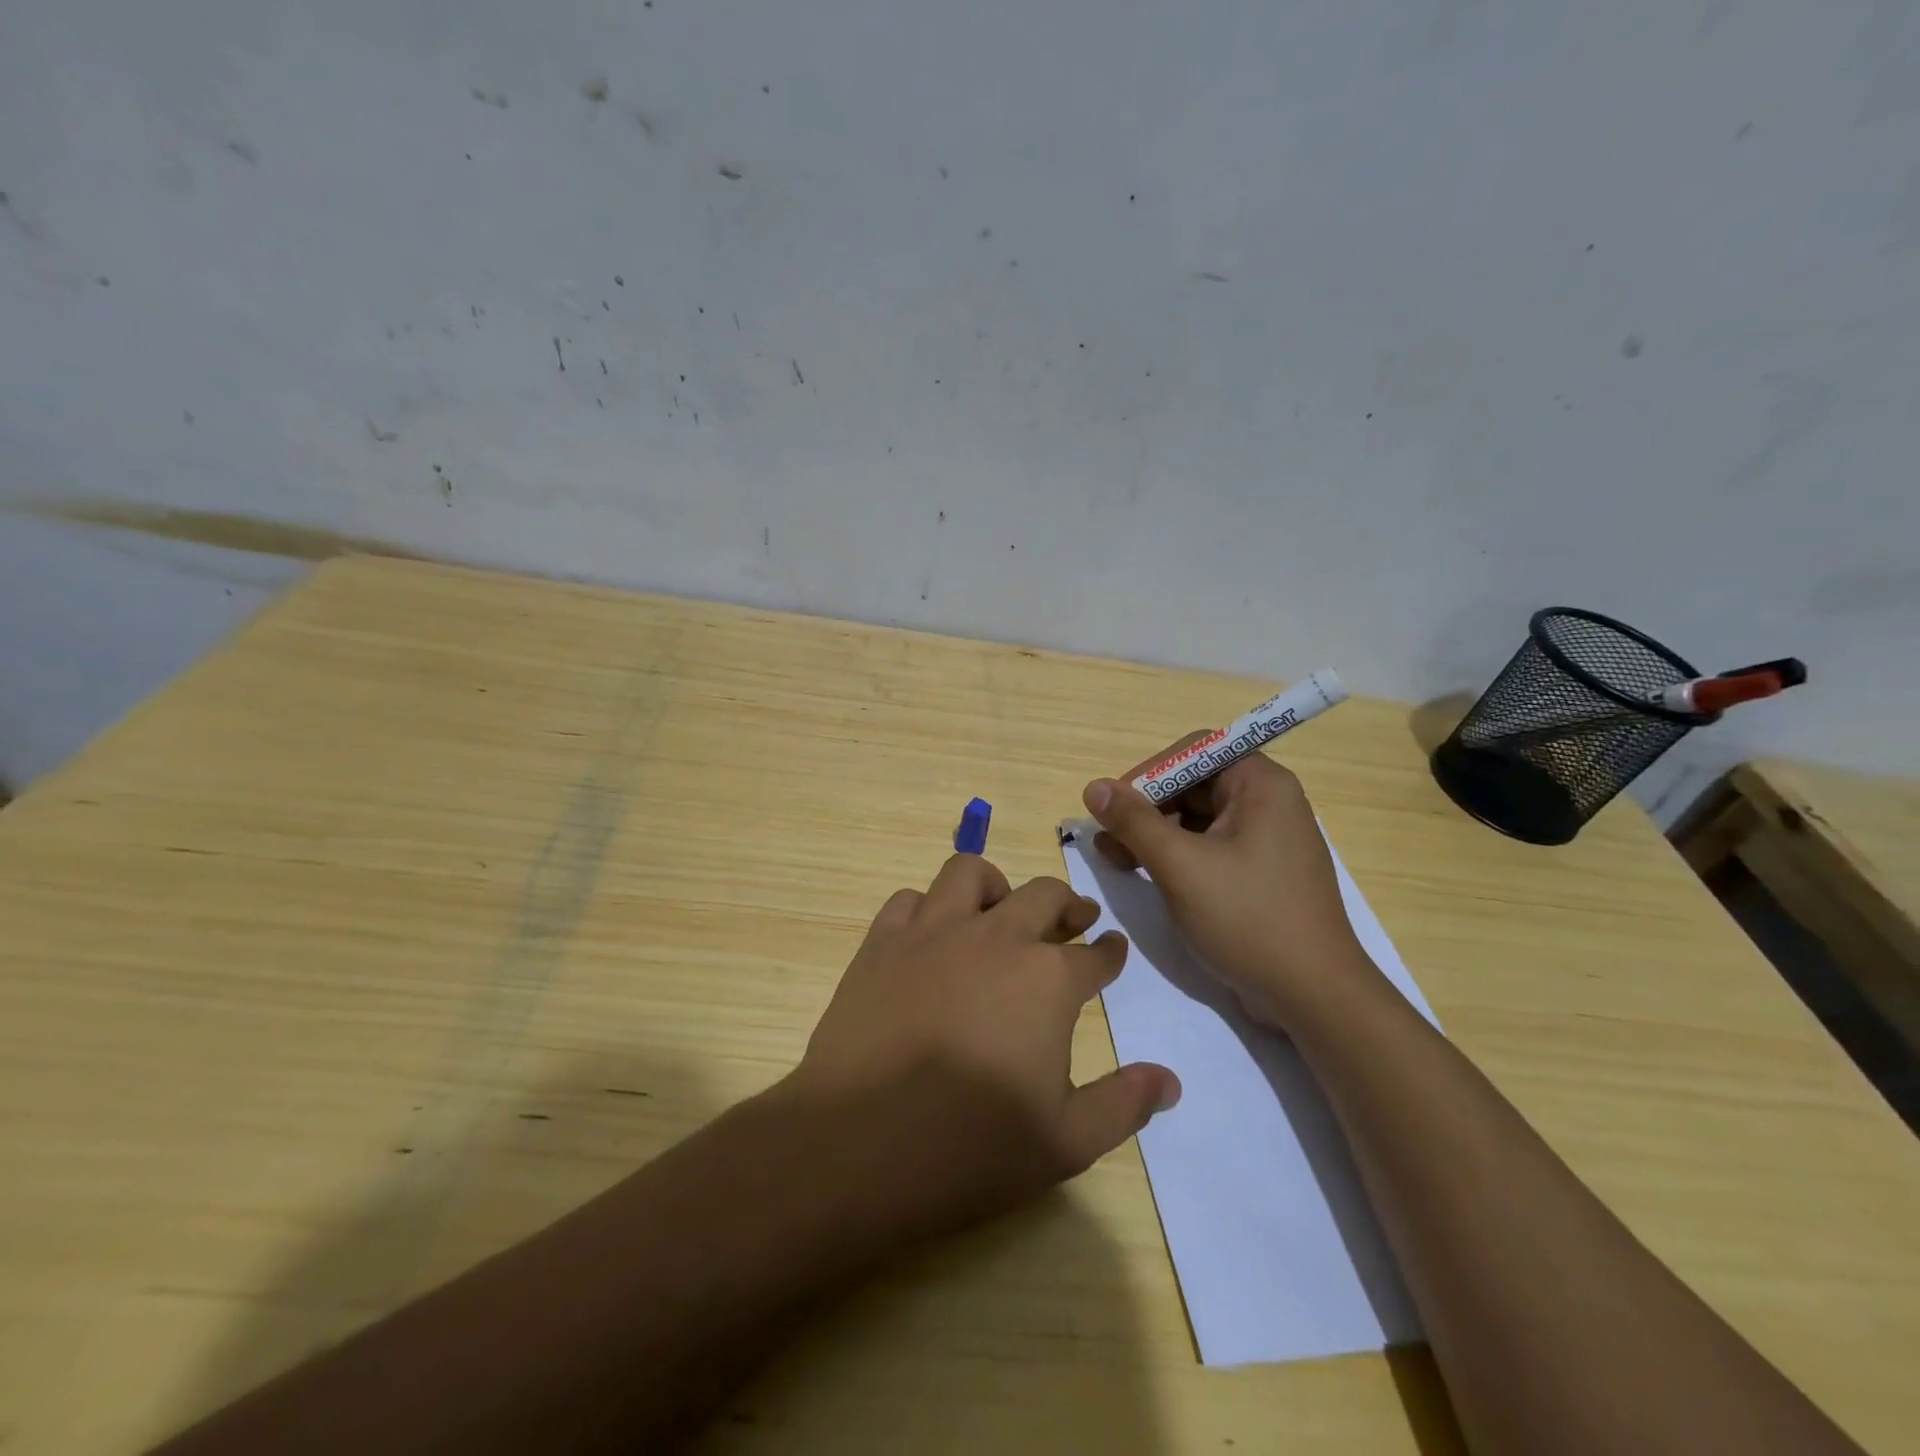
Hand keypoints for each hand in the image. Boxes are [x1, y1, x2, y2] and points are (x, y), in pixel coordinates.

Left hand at [788, 854, 1179, 1238]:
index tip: (1113, 948)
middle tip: (1074, 919)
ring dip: (995, 887)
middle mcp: (995, 937)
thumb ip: (1124, 1104)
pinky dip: (927, 907)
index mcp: (1046, 979)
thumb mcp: (1066, 1142)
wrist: (860, 1144)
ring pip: (969, 874)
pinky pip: (909, 900)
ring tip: (999, 910)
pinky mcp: (882, 942)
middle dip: (1067, 904)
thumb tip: (1169, 1081)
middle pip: (1042, 896)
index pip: (1094, 956)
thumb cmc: (971, 1147)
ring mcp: (933, 932)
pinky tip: (931, 933)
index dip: (1109, 953)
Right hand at [1081, 743, 1377, 1027]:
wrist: (1314, 997)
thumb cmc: (1247, 918)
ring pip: (1198, 819)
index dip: (1149, 773)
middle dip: (1146, 808)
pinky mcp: (1261, 873)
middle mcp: (1269, 802)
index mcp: (1261, 784)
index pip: (1194, 752)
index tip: (1114, 806)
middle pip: (1194, 784)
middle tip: (1107, 839)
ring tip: (1116, 860)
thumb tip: (1094, 787)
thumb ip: (1134, 821)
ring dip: (1155, 834)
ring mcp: (1267, 840)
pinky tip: (1146, 874)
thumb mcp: (1180, 865)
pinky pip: (1211, 847)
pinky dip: (1177, 856)